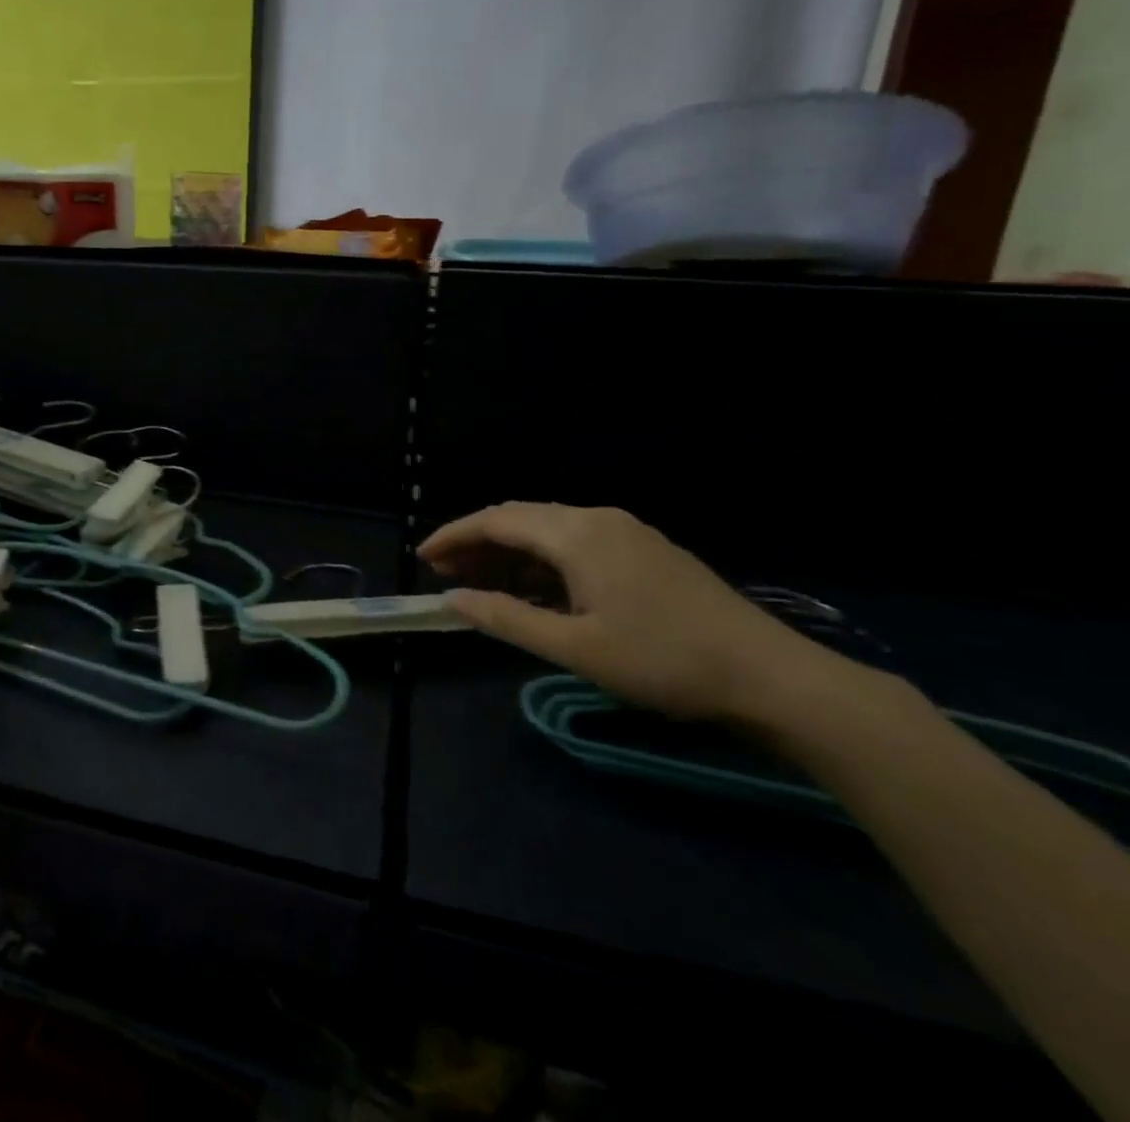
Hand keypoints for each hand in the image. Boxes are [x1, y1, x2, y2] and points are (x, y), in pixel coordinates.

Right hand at [420, 502, 846, 722]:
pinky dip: (542, 561)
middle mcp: (597, 519)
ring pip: (548, 530)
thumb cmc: (663, 661)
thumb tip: (454, 601)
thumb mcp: (575, 648)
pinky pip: (575, 543)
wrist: (771, 676)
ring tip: (481, 583)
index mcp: (576, 535)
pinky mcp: (645, 551)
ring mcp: (625, 532)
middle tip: (446, 573)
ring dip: (509, 552)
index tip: (423, 557)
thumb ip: (507, 619)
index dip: (454, 536)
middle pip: (520, 518)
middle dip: (477, 541)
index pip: (496, 520)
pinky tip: (535, 591)